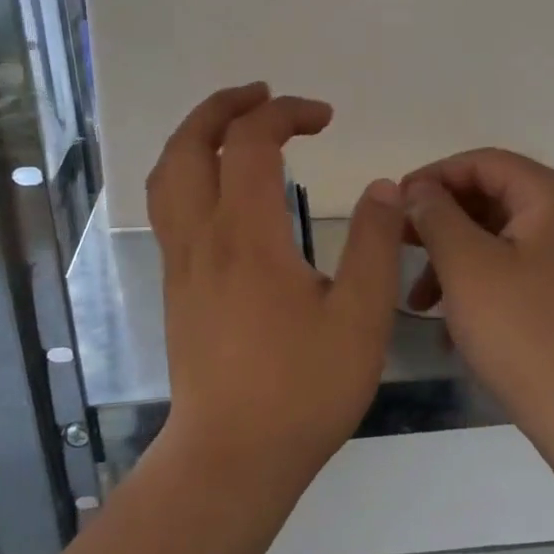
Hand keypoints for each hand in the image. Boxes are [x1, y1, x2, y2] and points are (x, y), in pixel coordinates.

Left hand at [147, 83, 404, 492]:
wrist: (231, 458)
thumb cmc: (301, 390)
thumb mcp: (360, 317)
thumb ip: (374, 244)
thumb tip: (385, 188)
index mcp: (247, 235)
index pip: (253, 142)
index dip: (287, 113)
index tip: (325, 117)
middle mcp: (202, 237)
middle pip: (190, 144)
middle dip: (224, 106)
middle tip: (264, 95)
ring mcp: (181, 262)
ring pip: (168, 174)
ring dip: (197, 135)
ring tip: (235, 126)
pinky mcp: (176, 287)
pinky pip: (169, 206)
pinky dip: (189, 170)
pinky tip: (220, 187)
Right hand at [401, 149, 553, 448]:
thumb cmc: (522, 329)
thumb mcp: (466, 265)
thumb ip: (435, 215)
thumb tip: (417, 190)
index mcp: (551, 195)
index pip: (482, 162)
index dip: (433, 176)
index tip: (393, 203)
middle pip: (489, 196)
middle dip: (439, 219)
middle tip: (397, 242)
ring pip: (495, 235)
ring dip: (451, 256)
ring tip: (416, 296)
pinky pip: (510, 266)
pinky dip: (475, 281)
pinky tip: (445, 319)